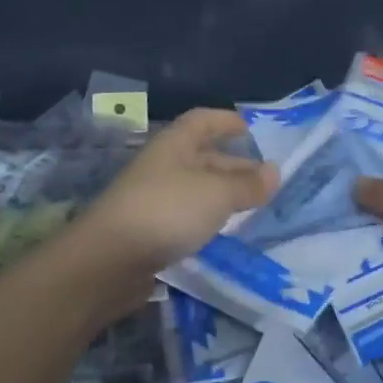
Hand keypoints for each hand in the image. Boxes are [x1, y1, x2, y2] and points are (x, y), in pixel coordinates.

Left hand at [74, 108, 277, 274]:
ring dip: (221, 194)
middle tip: (264, 179)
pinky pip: (184, 216)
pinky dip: (206, 219)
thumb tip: (275, 171)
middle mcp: (161, 166)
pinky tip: (222, 233)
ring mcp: (151, 199)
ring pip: (194, 188)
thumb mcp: (216, 193)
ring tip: (250, 206)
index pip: (202, 120)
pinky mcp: (147, 231)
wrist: (108, 261)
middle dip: (232, 164)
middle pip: (201, 156)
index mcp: (174, 144)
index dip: (226, 121)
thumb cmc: (167, 211)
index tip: (250, 130)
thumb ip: (247, 184)